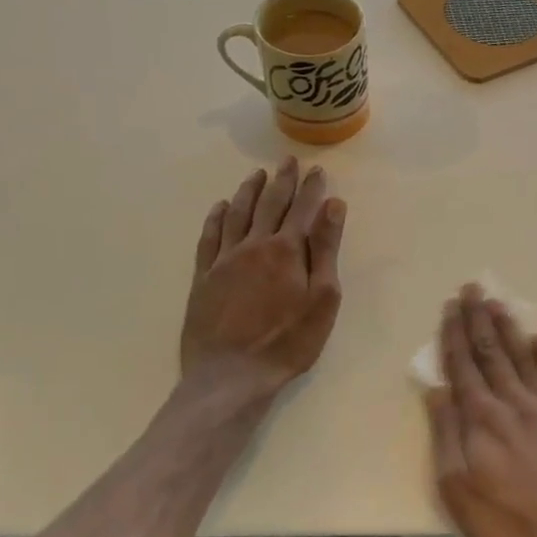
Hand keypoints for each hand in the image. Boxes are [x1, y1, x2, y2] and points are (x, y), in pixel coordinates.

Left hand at [180, 158, 346, 391]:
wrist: (231, 375)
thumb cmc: (288, 341)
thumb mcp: (322, 299)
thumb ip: (325, 250)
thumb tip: (333, 206)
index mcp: (287, 250)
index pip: (303, 209)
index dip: (312, 188)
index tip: (318, 170)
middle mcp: (254, 245)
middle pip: (270, 204)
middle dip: (282, 181)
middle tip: (288, 162)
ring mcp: (224, 260)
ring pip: (237, 214)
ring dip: (249, 191)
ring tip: (257, 174)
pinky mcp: (203, 277)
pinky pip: (209, 237)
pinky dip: (216, 218)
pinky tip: (220, 207)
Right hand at [427, 284, 536, 536]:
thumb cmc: (506, 520)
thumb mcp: (457, 487)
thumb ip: (447, 434)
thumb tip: (437, 390)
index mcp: (482, 418)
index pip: (464, 365)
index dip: (454, 334)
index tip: (451, 306)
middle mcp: (514, 403)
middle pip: (493, 353)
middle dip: (480, 319)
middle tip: (474, 289)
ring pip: (524, 359)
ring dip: (510, 330)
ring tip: (500, 305)